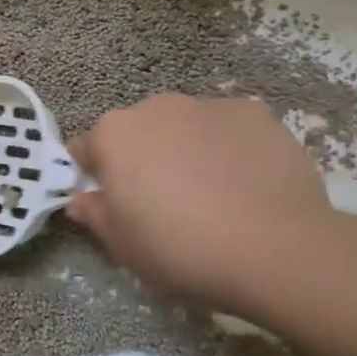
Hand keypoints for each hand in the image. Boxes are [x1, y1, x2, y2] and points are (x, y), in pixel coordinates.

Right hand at [66, 94, 331, 311]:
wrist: (274, 248)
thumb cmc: (180, 249)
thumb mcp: (122, 245)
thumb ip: (95, 214)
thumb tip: (82, 199)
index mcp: (114, 135)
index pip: (86, 149)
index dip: (93, 177)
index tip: (109, 204)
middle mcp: (156, 107)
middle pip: (137, 132)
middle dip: (142, 159)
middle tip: (162, 203)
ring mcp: (209, 106)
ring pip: (184, 128)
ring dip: (186, 150)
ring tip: (212, 194)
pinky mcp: (256, 113)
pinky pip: (228, 130)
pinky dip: (229, 149)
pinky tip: (246, 184)